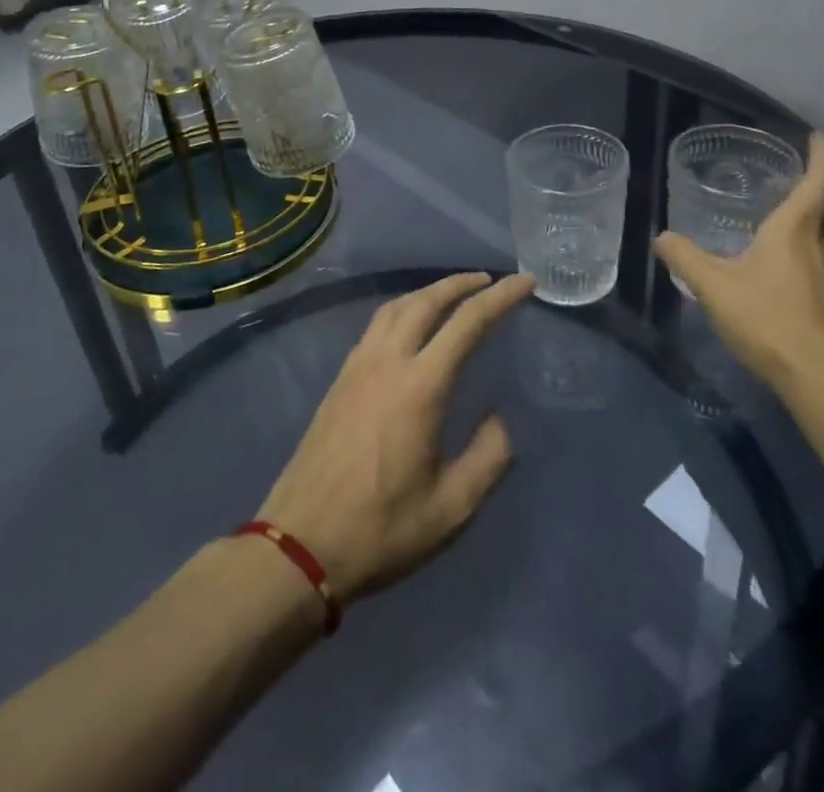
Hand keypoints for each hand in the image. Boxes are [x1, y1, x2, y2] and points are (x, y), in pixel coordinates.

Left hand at [256, 272, 531, 603]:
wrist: (299, 544)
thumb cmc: (380, 529)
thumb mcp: (451, 508)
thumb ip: (487, 458)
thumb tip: (496, 418)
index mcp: (420, 386)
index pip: (468, 322)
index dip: (500, 298)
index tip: (524, 282)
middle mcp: (387, 362)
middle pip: (426, 301)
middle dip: (461, 283)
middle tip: (488, 280)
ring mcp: (357, 367)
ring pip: (396, 307)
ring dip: (428, 292)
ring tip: (452, 295)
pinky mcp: (340, 380)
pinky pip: (376, 325)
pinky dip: (402, 310)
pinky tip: (409, 327)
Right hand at [654, 133, 823, 393]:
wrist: (821, 378)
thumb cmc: (769, 319)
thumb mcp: (715, 287)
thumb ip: (685, 259)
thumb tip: (660, 237)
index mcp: (795, 231)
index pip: (818, 181)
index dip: (821, 155)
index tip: (818, 135)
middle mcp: (820, 245)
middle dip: (812, 185)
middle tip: (788, 173)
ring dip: (809, 218)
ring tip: (780, 213)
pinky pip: (819, 259)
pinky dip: (804, 247)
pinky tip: (780, 264)